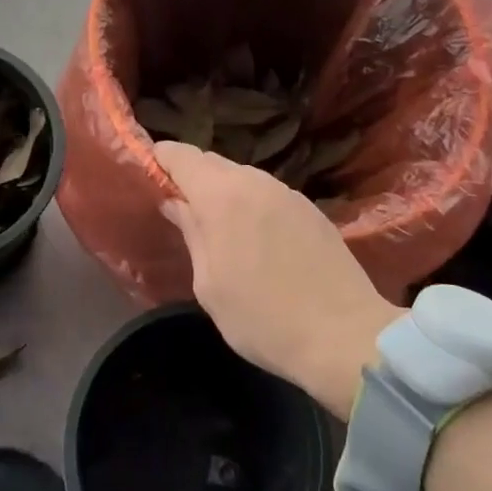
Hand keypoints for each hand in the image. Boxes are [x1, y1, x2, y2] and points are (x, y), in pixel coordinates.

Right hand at [154, 142, 400, 418]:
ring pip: (242, 177)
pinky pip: (267, 194)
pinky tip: (254, 237)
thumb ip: (191, 233)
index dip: (159, 159)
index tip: (146, 175)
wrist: (344, 336)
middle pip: (211, 162)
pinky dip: (251, 204)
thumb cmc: (263, 317)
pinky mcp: (311, 208)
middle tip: (176, 207)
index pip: (180, 155)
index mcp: (222, 195)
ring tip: (214, 225)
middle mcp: (255, 181)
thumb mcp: (210, 284)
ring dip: (222, 192)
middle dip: (190, 177)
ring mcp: (287, 192)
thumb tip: (176, 203)